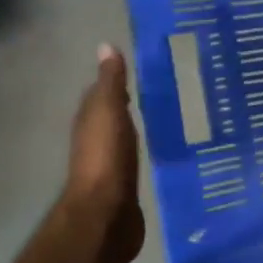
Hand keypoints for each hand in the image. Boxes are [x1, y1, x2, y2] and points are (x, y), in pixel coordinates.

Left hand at [63, 45, 145, 262]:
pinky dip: (146, 150)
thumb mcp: (109, 112)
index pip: (102, 93)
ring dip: (140, 127)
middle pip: (113, 115)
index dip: (117, 80)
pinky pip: (136, 160)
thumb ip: (110, 82)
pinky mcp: (125, 186)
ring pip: (125, 137)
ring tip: (172, 116)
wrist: (105, 216)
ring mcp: (110, 165)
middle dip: (132, 103)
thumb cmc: (106, 159)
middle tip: (166, 90)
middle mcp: (97, 140)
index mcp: (91, 120)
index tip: (144, 68)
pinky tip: (165, 149)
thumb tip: (105, 46)